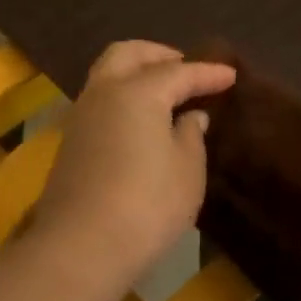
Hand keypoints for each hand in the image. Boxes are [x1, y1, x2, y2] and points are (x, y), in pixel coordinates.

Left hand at [29, 41, 235, 288]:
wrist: (82, 246)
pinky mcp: (70, 144)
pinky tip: (141, 120)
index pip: (178, 72)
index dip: (207, 73)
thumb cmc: (148, 205)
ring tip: (165, 93)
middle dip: (159, 55)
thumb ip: (191, 135)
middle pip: (128, 54)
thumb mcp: (187, 171)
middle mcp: (103, 93)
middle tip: (186, 69)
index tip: (230, 76)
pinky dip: (122, 98)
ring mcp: (81, 117)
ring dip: (136, 74)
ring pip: (107, 75)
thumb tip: (189, 117)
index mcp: (137, 92)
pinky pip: (100, 102)